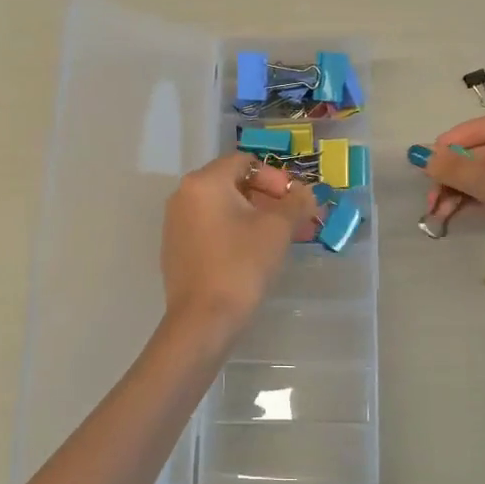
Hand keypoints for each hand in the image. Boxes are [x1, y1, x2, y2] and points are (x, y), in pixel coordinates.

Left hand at [161, 153, 320, 330]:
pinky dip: (236, 232)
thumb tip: (308, 193)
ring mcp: (176, 223)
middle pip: (234, 184)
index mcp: (204, 182)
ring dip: (256, 217)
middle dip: (269, 199)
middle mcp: (184, 196)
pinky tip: (256, 254)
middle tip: (296, 220)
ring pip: (224, 208)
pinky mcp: (177, 249)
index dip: (276, 178)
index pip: (246, 163)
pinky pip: (211, 228)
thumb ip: (296, 204)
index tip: (296, 202)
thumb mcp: (277, 230)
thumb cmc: (241, 265)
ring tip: (283, 238)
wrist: (203, 320)